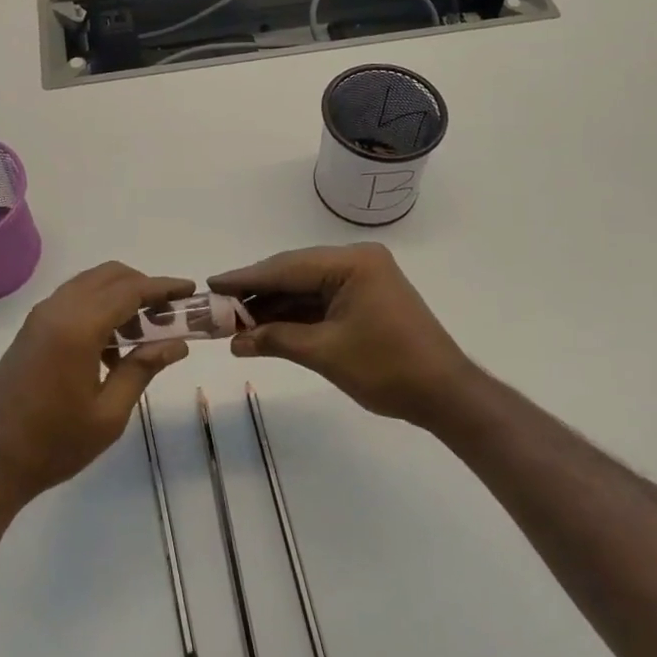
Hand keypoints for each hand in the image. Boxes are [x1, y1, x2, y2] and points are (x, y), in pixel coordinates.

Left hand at [0, 263, 194, 510]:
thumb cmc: (53, 445)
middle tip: (169, 313)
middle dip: (143, 286)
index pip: (131, 290)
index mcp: (78, 327)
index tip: (190, 290)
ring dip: (120, 295)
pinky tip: (111, 346)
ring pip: (89, 284)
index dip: (163, 287)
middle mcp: (58, 309)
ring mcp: (40, 317)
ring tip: (144, 332)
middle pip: (109, 276)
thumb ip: (143, 369)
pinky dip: (98, 307)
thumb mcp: (108, 414)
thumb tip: (177, 344)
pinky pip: (72, 300)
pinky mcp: (30, 330)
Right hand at [209, 243, 475, 429]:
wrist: (446, 395)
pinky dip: (296, 314)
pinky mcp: (365, 297)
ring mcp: (363, 278)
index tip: (211, 283)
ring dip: (274, 306)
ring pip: (306, 287)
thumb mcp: (326, 353)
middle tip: (218, 306)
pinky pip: (321, 299)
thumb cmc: (388, 369)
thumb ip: (277, 339)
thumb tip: (234, 340)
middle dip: (257, 292)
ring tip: (235, 321)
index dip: (246, 278)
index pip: (287, 267)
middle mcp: (357, 261)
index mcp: (352, 263)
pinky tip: (267, 325)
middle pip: (294, 273)